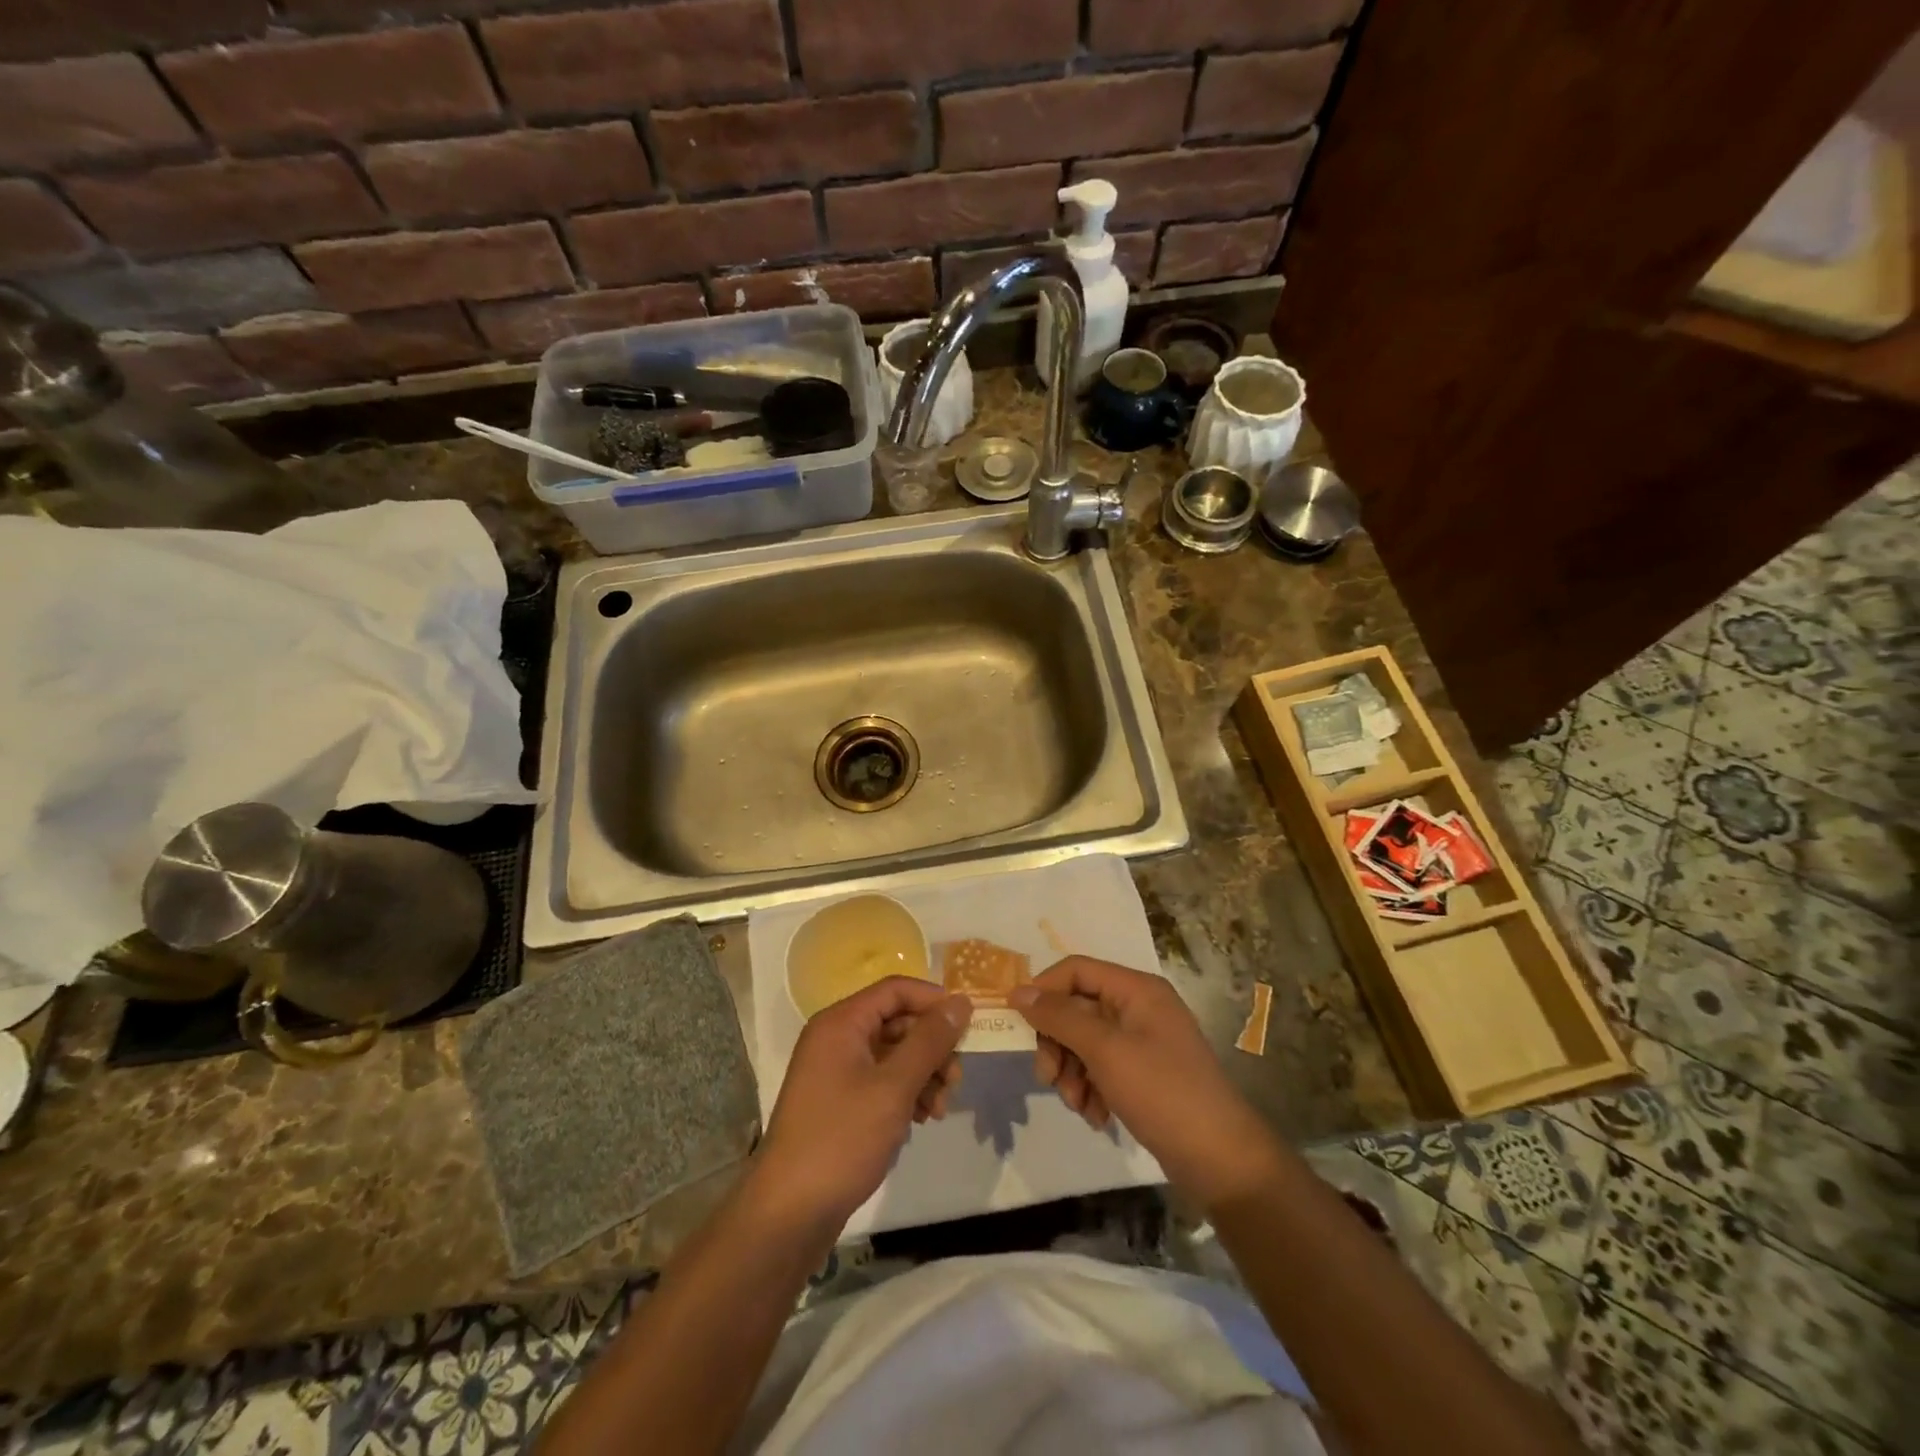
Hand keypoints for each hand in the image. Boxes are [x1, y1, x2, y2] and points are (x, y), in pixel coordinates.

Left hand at [754, 977, 970, 1226]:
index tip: (968, 1026)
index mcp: (841, 1023)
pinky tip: (920, 1120)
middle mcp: (835, 1038)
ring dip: (923, 1074)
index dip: (934, 1001)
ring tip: (939, 1109)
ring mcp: (835, 1071)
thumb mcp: (894, 1087)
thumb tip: (961, 1002)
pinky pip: (881, 1081)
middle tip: (956, 1080)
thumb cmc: (842, 1139)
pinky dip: (905, 1093)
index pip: (896, 990)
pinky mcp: (838, 1102)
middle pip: (897, 1022)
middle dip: (932, 1047)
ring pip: (893, 1054)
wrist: (789, 1213)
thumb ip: (930, 1041)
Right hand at [1010, 957, 1280, 1210]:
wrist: (1220, 1160)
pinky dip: (1090, 1089)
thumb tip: (1018, 992)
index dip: (1043, 990)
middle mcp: (1139, 1008)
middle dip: (1057, 1043)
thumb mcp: (1105, 1050)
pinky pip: (1100, 1069)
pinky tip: (1096, 1116)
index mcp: (1136, 989)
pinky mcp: (1143, 1075)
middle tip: (1048, 1077)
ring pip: (1084, 1043)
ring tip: (1078, 1104)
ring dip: (1072, 1072)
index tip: (1017, 1022)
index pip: (1076, 970)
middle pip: (1077, 1008)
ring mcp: (1142, 1042)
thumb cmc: (1162, 1092)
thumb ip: (1059, 1017)